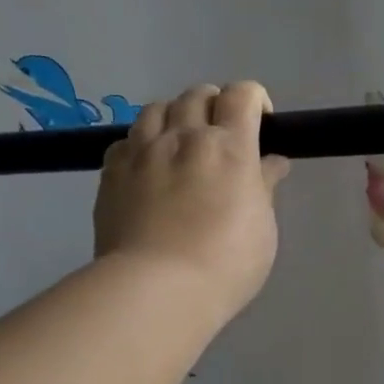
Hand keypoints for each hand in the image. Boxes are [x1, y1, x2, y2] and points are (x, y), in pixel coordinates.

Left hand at [93, 81, 290, 316]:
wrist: (157, 289)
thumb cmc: (227, 263)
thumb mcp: (263, 227)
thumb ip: (264, 187)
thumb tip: (271, 162)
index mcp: (229, 147)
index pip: (242, 95)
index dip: (255, 100)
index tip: (262, 125)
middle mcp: (184, 137)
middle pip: (198, 94)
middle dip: (216, 106)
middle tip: (224, 137)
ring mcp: (142, 151)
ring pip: (157, 108)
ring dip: (176, 117)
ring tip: (183, 146)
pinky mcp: (111, 172)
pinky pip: (127, 139)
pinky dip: (144, 143)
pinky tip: (150, 168)